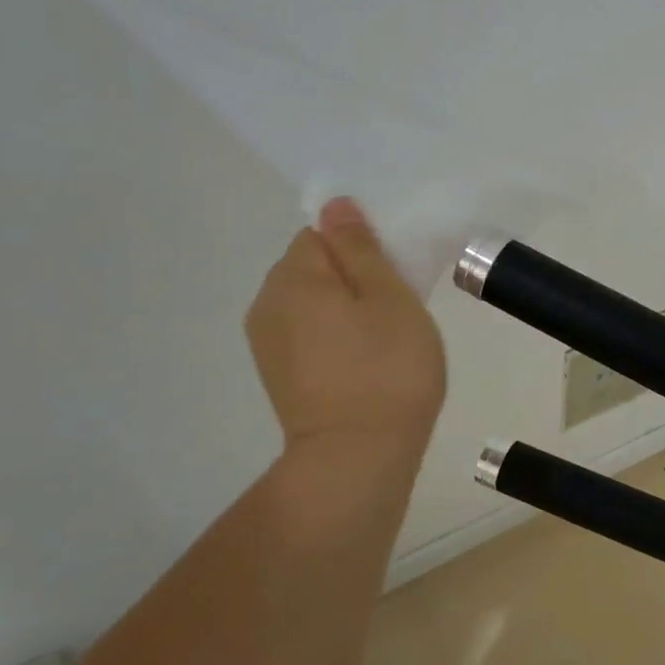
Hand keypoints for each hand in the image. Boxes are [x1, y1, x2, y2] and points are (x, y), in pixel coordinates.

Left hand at [246, 198, 446, 461]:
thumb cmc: (387, 370)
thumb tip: (336, 206)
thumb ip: (362, 249)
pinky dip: (334, 340)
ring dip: (344, 311)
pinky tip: (363, 366)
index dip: (362, 248)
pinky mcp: (277, 376)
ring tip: (383, 343)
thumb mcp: (390, 298)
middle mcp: (267, 304)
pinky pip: (307, 336)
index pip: (322, 234)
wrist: (358, 457)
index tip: (395, 278)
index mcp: (294, 277)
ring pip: (311, 305)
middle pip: (312, 268)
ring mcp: (267, 344)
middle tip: (397, 311)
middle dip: (352, 279)